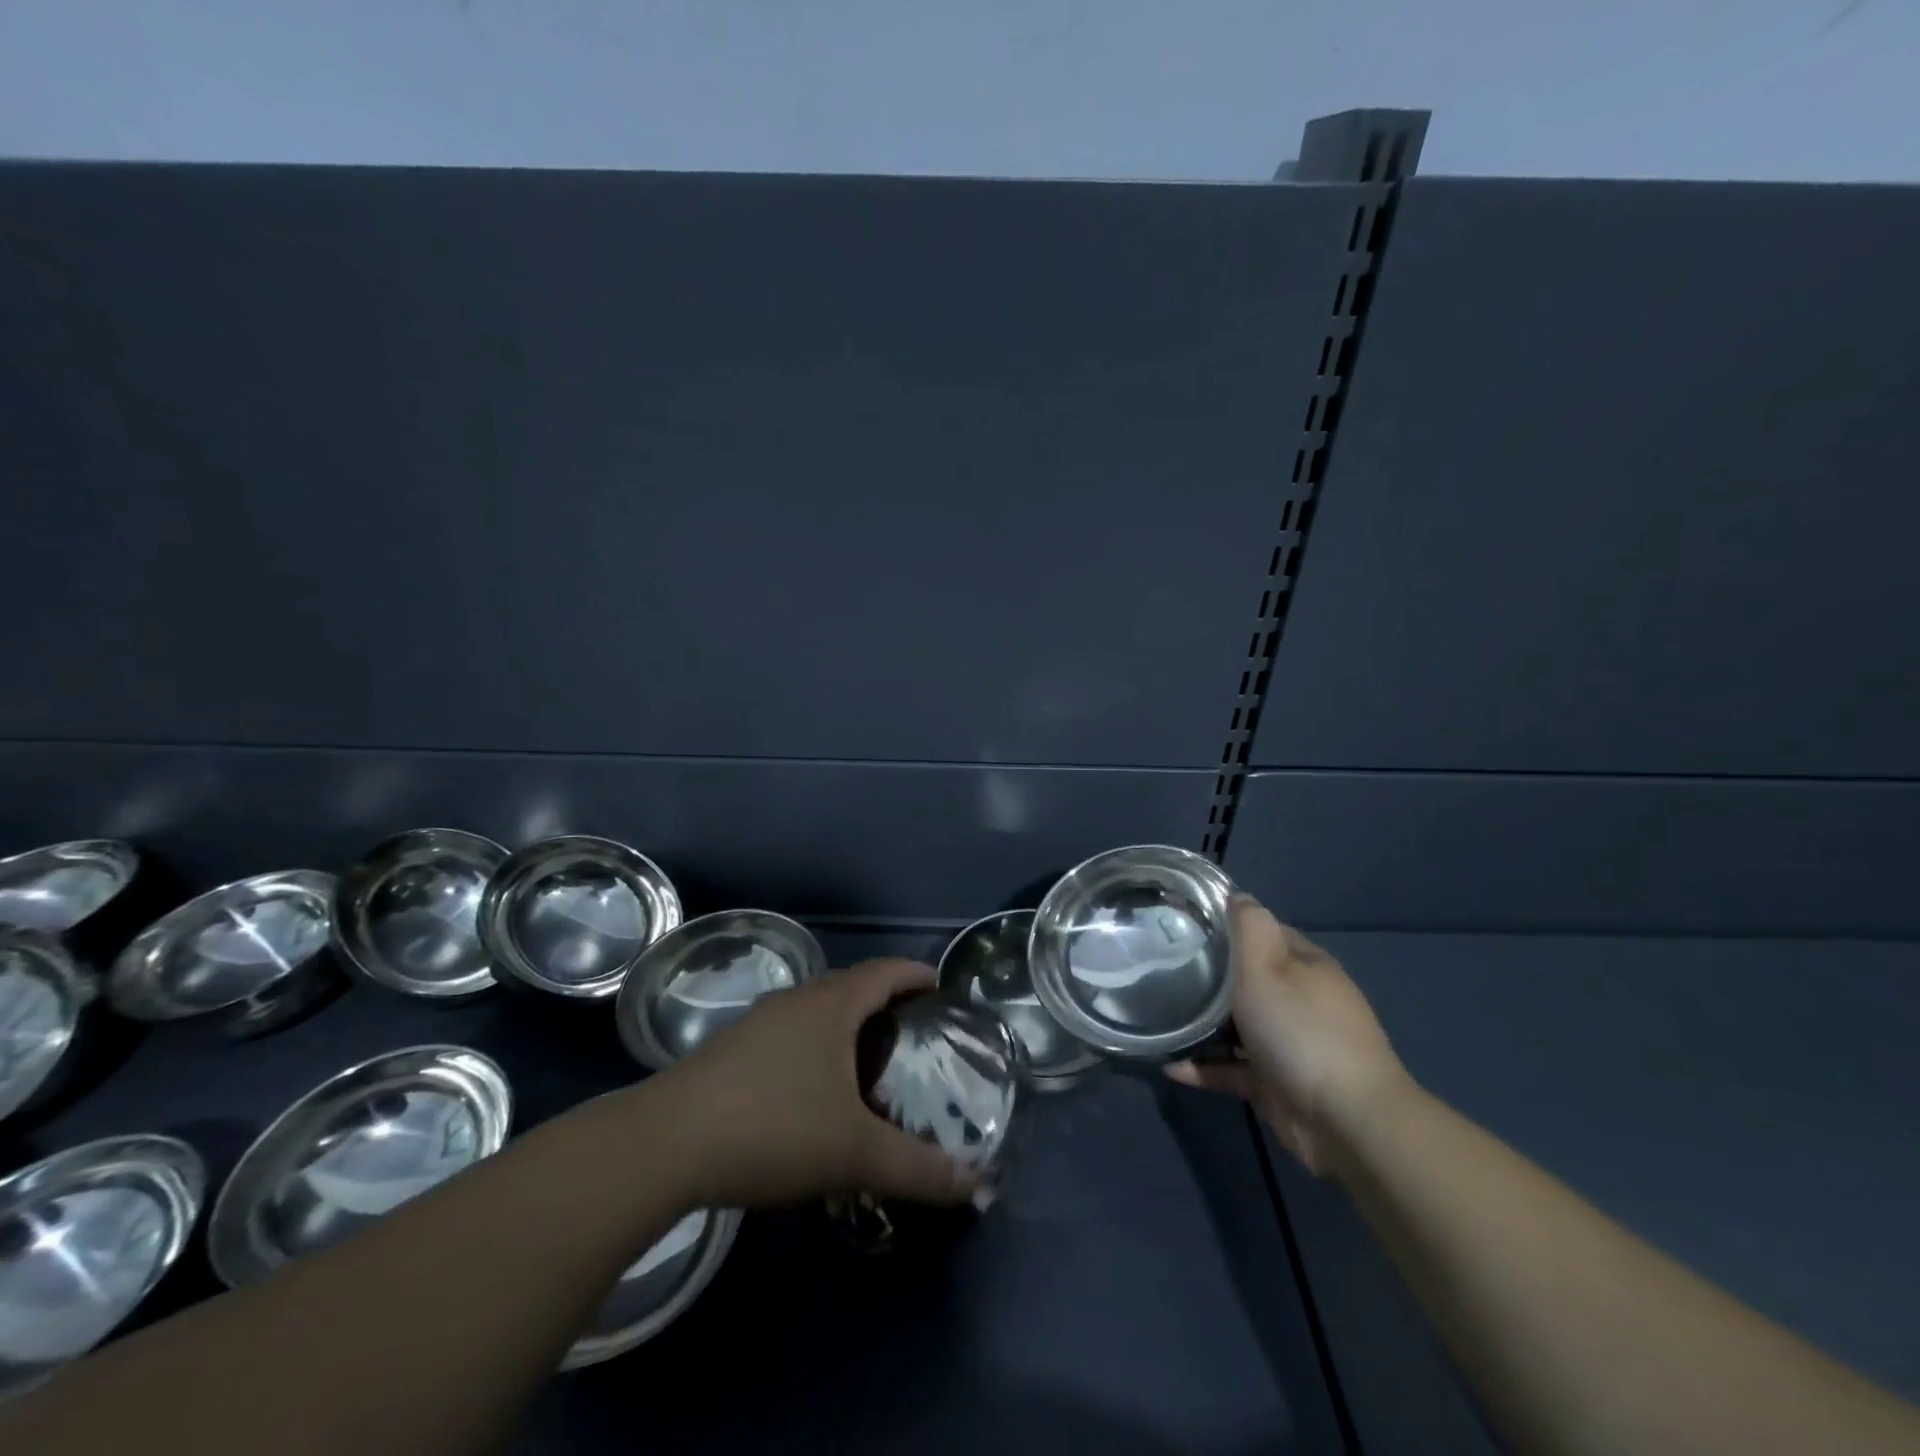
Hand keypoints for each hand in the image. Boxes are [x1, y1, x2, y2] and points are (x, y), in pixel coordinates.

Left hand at [648, 958, 976, 1210]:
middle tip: (913, 1034)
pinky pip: (789, 1034)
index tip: (940, 988)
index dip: (916, 975)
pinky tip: (812, 1092)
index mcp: (832, 1005)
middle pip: (851, 986)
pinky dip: (814, 1048)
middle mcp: (797, 1001)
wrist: (665, 1145)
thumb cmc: (774, 1128)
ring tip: (868, 1063)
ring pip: (816, 1011)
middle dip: (885, 1002)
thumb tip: (979, 1188)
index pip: (886, 971)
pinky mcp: (730, 1050)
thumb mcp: (855, 1153)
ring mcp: (758, 1023)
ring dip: (846, 1026)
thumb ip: (919, 1169)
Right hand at [1167, 896, 1413, 1176]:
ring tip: (1158, 1017)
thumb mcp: (1268, 966)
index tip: (1181, 924)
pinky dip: (1204, 1066)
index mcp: (1304, 965)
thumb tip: (1236, 895)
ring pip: (1236, 1025)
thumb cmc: (1301, 1030)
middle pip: (1246, 979)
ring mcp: (1289, 1044)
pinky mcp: (1276, 1084)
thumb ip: (1249, 927)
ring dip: (1201, 1024)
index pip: (1262, 932)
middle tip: (1160, 970)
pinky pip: (1232, 1068)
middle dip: (1207, 975)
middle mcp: (1300, 1000)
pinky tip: (1170, 1066)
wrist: (1347, 1121)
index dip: (1224, 926)